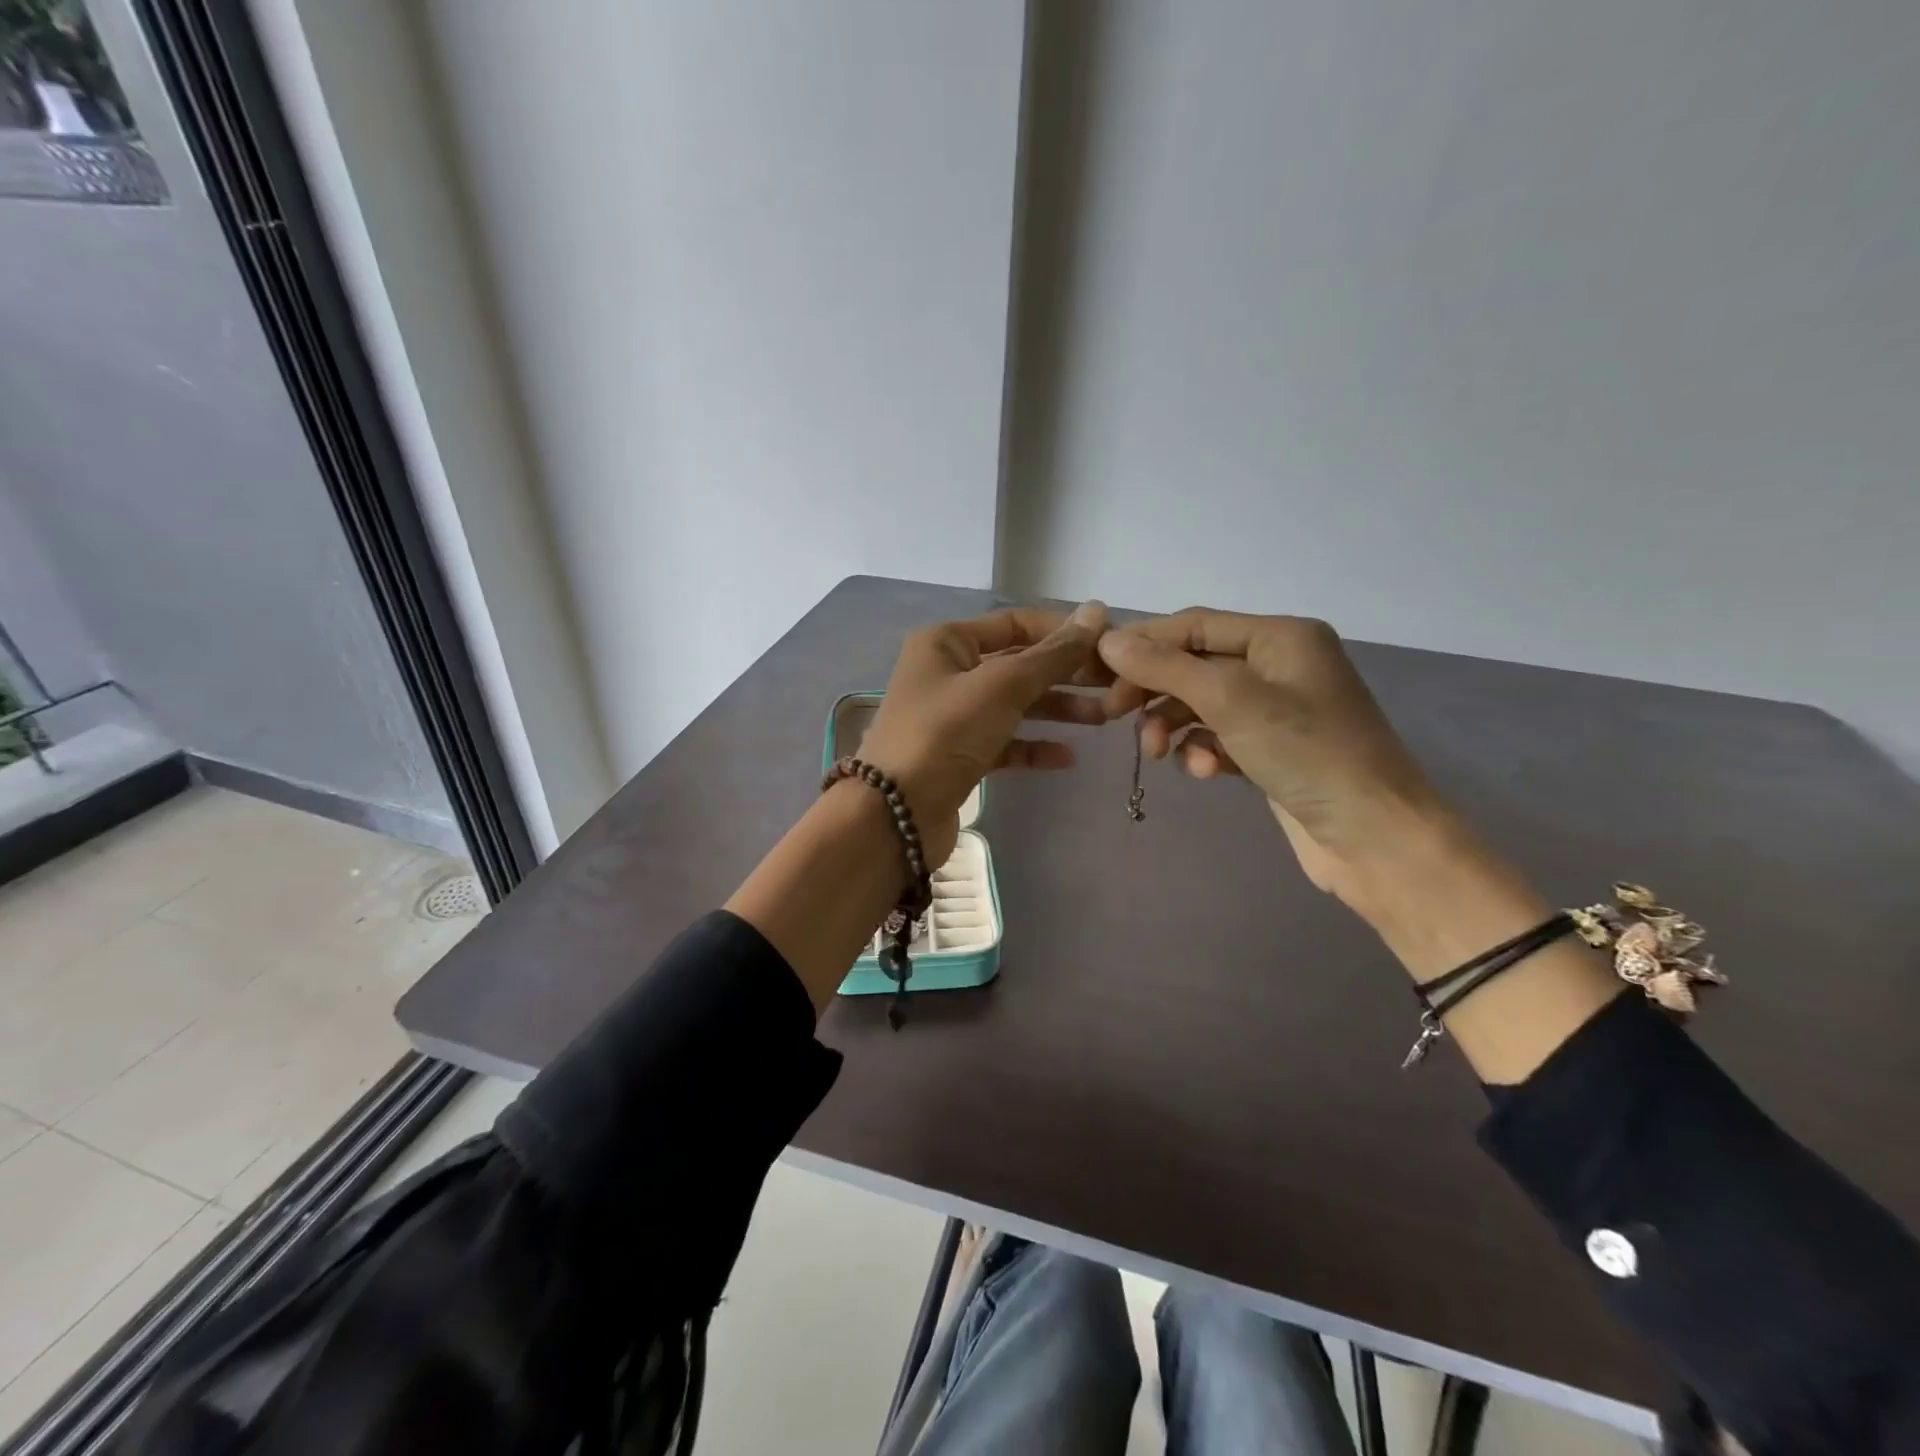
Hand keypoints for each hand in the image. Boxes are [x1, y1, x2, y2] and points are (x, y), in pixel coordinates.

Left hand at [858, 603, 1110, 865]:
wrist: (895, 814)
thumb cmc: (945, 733)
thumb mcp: (1002, 686)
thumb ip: (1052, 654)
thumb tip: (1097, 612)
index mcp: (947, 641)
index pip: (1016, 623)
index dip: (1064, 632)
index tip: (1112, 645)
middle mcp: (948, 672)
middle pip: (1019, 664)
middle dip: (1067, 673)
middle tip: (1116, 684)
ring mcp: (952, 716)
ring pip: (1015, 704)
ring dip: (1057, 709)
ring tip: (1105, 716)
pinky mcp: (958, 755)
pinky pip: (1004, 742)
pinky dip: (1033, 746)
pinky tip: (1067, 757)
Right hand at [1098, 609, 1460, 913]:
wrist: (1374, 837)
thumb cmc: (1307, 753)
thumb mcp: (1230, 701)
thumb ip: (1166, 667)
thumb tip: (1108, 640)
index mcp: (1280, 636)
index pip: (1195, 625)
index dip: (1144, 643)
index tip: (1098, 670)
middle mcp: (1279, 664)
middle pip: (1195, 664)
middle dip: (1156, 690)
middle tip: (1115, 715)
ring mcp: (1277, 709)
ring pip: (1201, 704)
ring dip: (1173, 725)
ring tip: (1157, 754)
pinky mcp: (1272, 749)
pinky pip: (1219, 736)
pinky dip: (1203, 750)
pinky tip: (1205, 772)